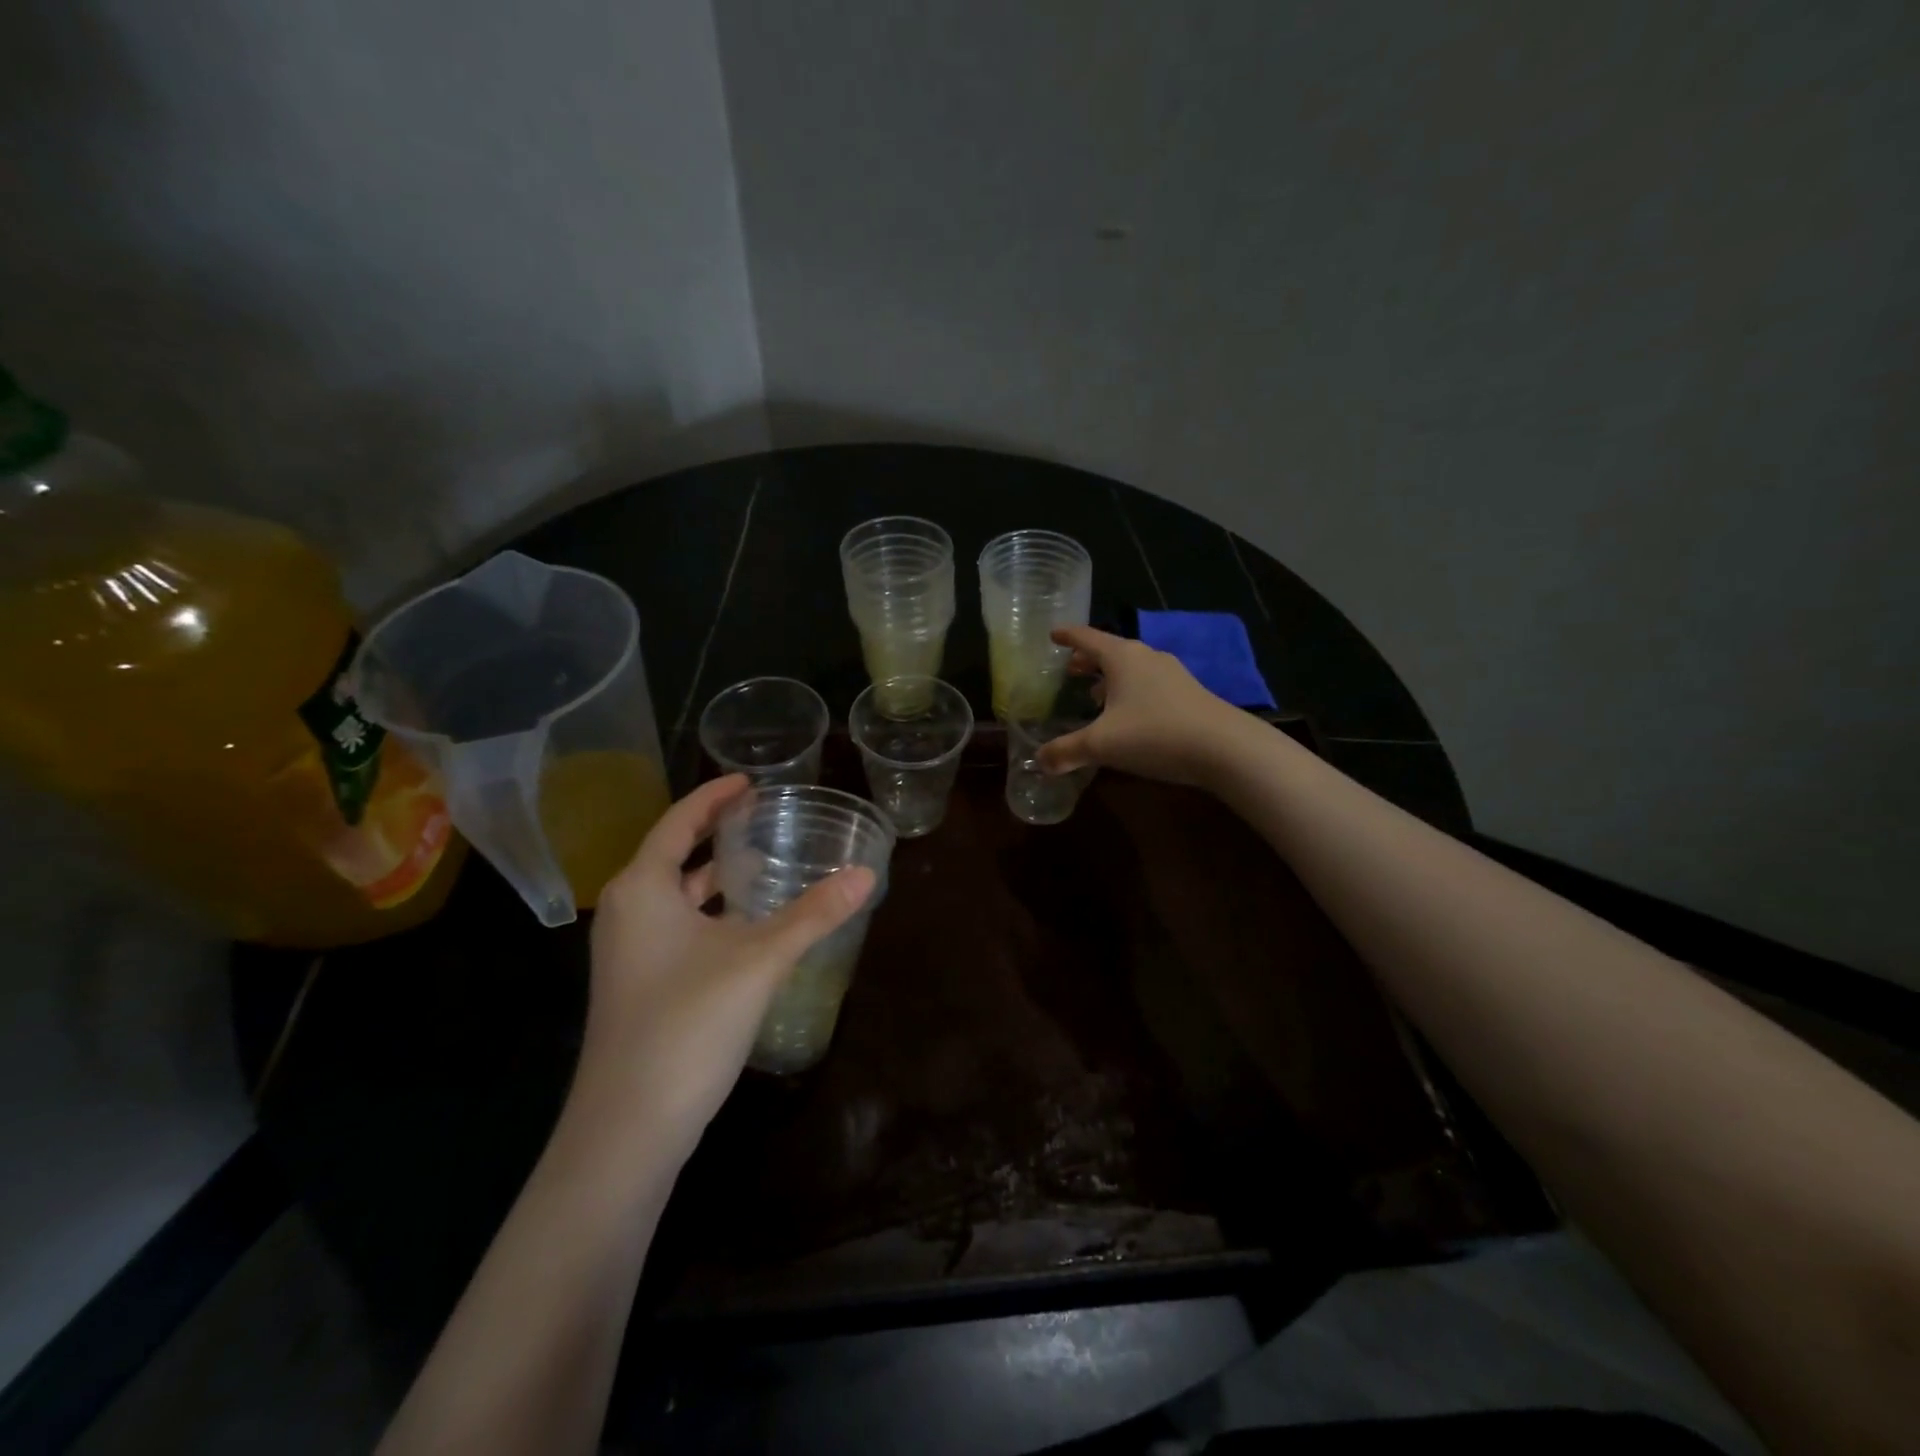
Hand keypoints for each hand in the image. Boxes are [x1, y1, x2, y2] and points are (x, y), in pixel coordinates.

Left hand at [572, 775, 875, 1161]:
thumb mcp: (759, 960)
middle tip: (762, 818)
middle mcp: (626, 912)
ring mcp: (628, 953)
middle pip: (672, 855)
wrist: (628, 1128)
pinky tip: (747, 927)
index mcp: (643, 889)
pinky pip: (676, 927)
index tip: (749, 783)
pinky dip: (709, 914)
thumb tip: (866, 875)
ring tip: (762, 863)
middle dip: (714, 835)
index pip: (677, 822)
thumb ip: (813, 914)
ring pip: (674, 896)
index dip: (713, 798)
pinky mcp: (638, 985)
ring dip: (713, 878)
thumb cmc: (687, 1023)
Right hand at [1037, 626, 1243, 787]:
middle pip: (1110, 652)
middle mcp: (1146, 657)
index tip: (1052, 634)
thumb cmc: (1154, 734)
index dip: (1067, 636)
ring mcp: (1172, 674)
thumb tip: (1039, 761)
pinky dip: (1131, 692)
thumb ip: (1066, 751)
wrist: (1225, 748)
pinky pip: (1149, 684)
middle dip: (1088, 660)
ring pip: (1132, 669)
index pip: (1087, 637)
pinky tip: (1129, 715)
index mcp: (1121, 657)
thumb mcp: (1101, 745)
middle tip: (1070, 669)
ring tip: (1094, 695)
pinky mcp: (1189, 694)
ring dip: (1111, 678)